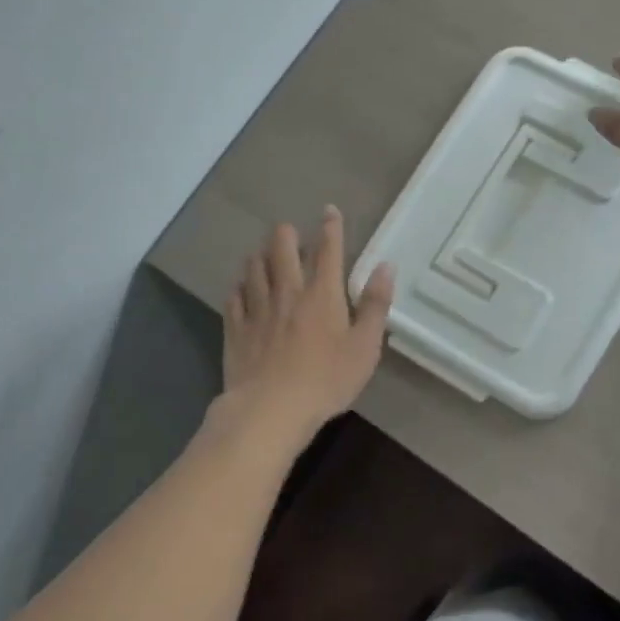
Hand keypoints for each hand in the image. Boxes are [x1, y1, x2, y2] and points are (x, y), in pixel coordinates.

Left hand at [214, 205, 394, 442]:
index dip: (330, 228)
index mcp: (323, 294)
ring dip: (260, 256)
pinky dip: (239, 287)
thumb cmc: (327, 379)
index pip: (328, 250)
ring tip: (263, 253)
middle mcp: (288, 292)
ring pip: (254, 269)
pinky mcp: (237, 329)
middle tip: (288, 230)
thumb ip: (376, 305)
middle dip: (286, 234)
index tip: (329, 211)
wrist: (271, 409)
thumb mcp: (365, 347)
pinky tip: (240, 288)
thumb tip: (385, 266)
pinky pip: (234, 298)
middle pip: (282, 250)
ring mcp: (258, 309)